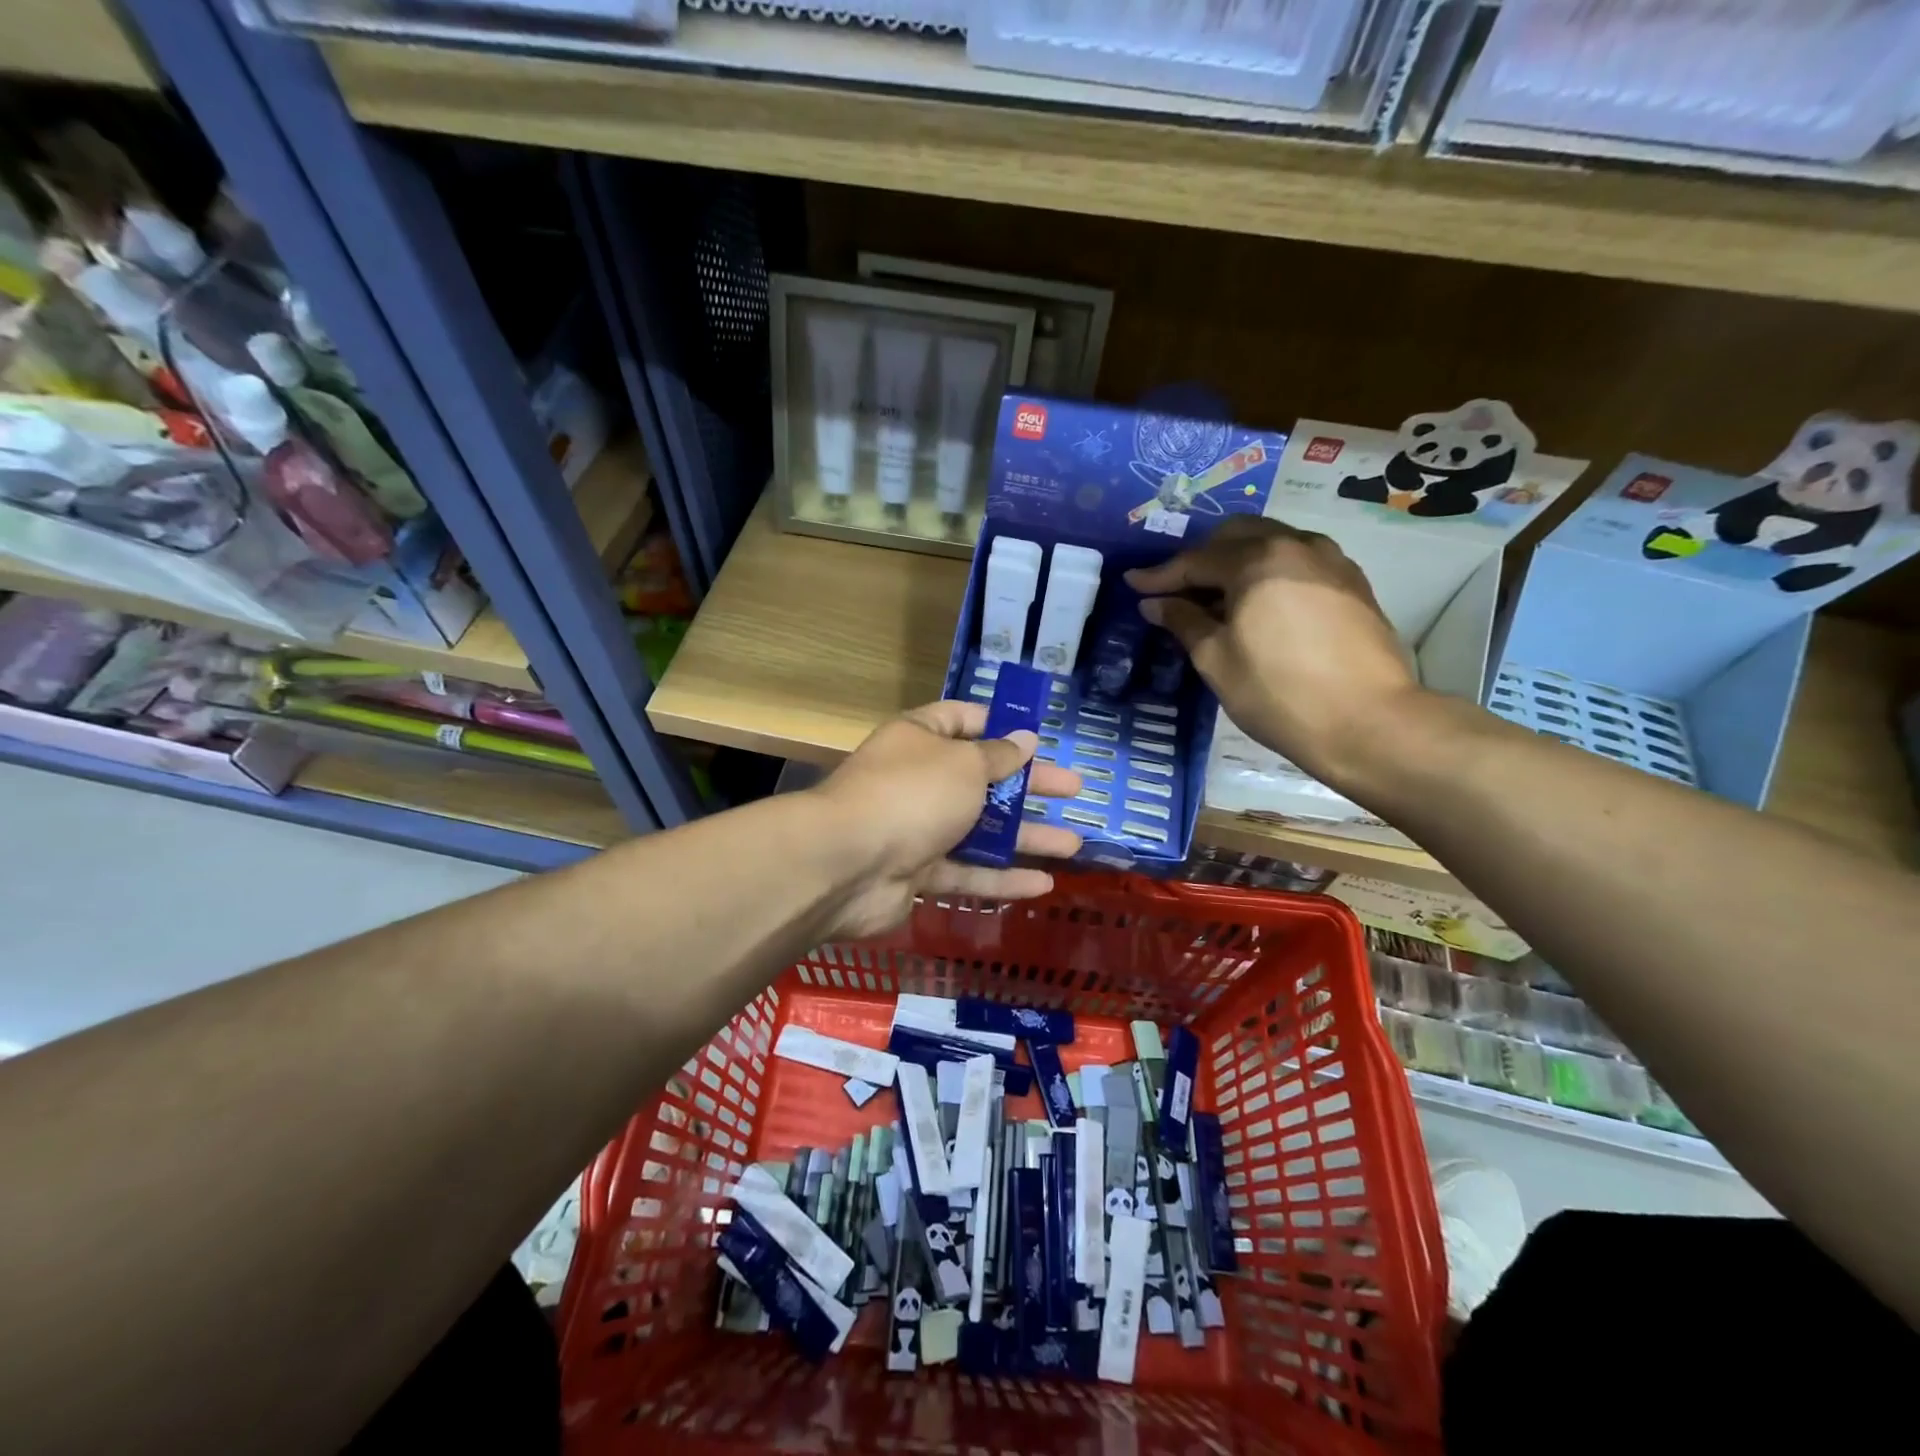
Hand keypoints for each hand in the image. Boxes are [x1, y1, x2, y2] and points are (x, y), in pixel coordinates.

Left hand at [813, 701, 1083, 938]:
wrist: (846, 864)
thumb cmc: (912, 794)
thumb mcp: (964, 764)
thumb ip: (997, 756)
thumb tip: (1025, 740)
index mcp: (920, 738)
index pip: (962, 720)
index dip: (999, 725)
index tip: (1037, 737)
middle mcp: (918, 780)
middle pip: (982, 778)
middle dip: (1029, 785)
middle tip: (1073, 790)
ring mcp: (916, 829)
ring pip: (980, 831)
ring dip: (1025, 837)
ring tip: (1074, 843)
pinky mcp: (917, 874)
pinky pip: (966, 873)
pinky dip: (1002, 879)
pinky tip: (1043, 884)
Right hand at [1124, 517, 1419, 788]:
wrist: (1369, 722)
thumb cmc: (1278, 693)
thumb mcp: (1216, 660)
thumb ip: (1183, 622)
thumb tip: (1155, 603)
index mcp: (1257, 561)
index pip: (1196, 560)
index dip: (1160, 575)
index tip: (1133, 584)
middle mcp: (1296, 546)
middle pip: (1237, 535)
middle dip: (1201, 557)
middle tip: (1177, 589)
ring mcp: (1331, 561)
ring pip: (1272, 542)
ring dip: (1238, 560)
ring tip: (1218, 596)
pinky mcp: (1353, 583)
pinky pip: (1299, 560)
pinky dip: (1270, 571)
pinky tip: (1261, 603)